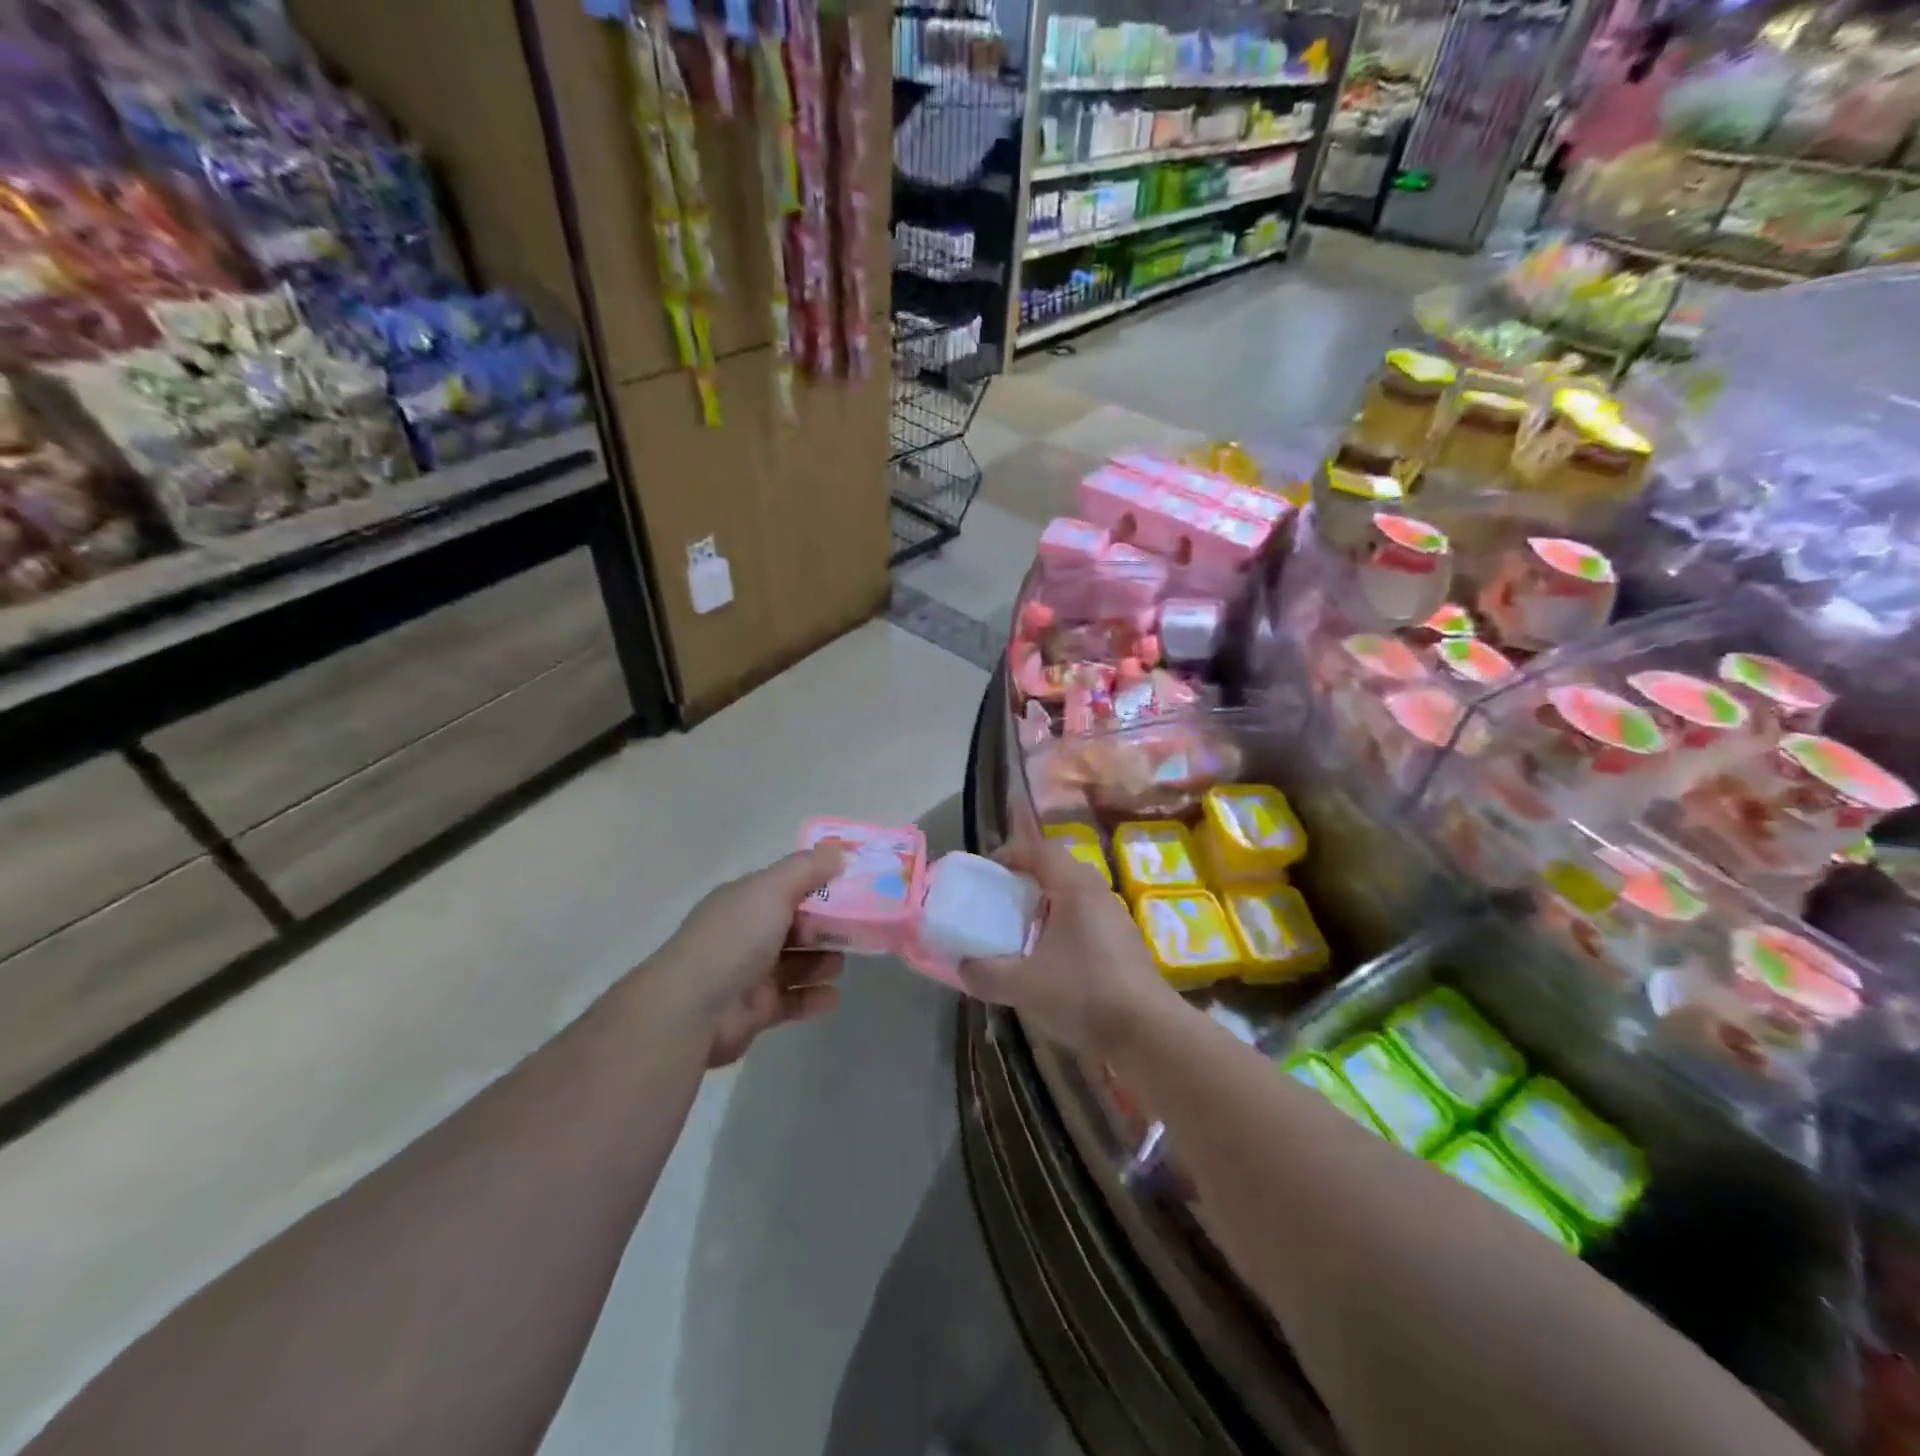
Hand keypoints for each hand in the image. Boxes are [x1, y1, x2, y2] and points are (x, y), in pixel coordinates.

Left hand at [657, 846, 846, 1067]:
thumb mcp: (772, 889)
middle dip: (826, 927)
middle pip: (796, 926)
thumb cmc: (734, 939)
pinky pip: (793, 1001)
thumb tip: (841, 851)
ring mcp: (751, 974)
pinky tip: (834, 995)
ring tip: (841, 963)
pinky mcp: (757, 1011)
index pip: (787, 887)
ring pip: (797, 964)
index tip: (853, 887)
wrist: (692, 1009)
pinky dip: (814, 997)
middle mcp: (747, 934)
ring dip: (822, 962)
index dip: (820, 885)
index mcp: (745, 901)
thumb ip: (808, 868)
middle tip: (856, 929)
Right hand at [958, 837, 1178, 1053]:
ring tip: (1023, 930)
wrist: (1148, 1031)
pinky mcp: (1126, 943)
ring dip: (1048, 905)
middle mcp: (1099, 893)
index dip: (1012, 854)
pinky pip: (1088, 919)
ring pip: (1076, 896)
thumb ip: (986, 973)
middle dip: (1028, 880)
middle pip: (1059, 870)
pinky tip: (1053, 959)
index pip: (1041, 850)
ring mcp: (1117, 917)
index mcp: (1075, 888)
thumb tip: (962, 966)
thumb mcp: (1023, 986)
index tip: (989, 871)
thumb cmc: (1083, 993)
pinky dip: (1066, 926)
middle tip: (1003, 900)